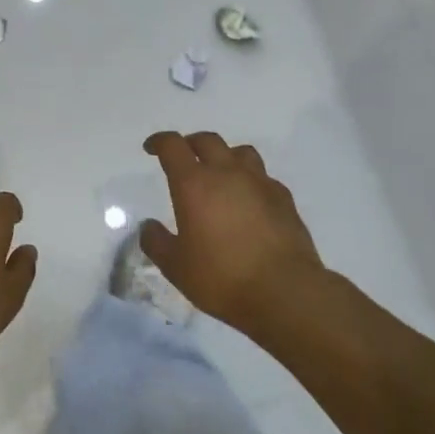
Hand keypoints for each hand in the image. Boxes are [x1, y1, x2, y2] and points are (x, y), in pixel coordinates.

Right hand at [139, 132, 332, 328]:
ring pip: (240, 152)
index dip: (159, 142)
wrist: (285, 292)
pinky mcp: (284, 199)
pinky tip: (249, 200)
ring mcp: (260, 183)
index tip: (151, 149)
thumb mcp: (175, 267)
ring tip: (219, 173)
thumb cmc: (222, 277)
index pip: (173, 146)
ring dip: (225, 156)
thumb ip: (156, 242)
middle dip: (191, 144)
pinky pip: (263, 177)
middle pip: (207, 140)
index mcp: (194, 184)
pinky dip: (251, 180)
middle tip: (183, 158)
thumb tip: (149, 226)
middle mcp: (227, 173)